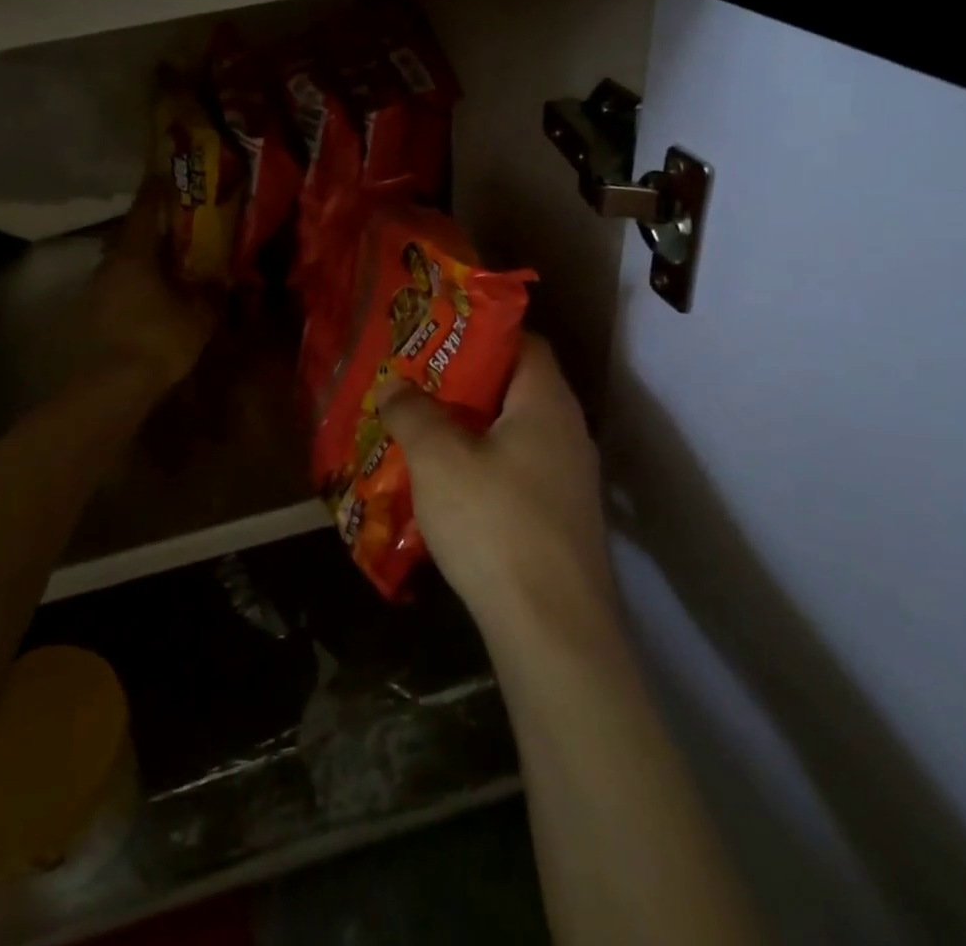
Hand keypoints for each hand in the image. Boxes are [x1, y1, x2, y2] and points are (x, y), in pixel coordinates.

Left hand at [81, 182, 220, 395]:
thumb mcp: (199, 315)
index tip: (165, 176)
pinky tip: (151, 301)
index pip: (144, 210)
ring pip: (122, 265)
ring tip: (167, 268)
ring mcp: (96, 291)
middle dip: (152, 231)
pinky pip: (117, 290)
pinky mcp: (92, 316)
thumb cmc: (158, 339)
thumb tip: (221, 278)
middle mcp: (109, 264)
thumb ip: (211, 292)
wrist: (113, 386)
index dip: (156, 192)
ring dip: (142, 262)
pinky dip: (134, 287)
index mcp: (135, 254)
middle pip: (130, 237)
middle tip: (176, 229)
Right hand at [380, 335, 613, 631]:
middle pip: (516, 388)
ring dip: (471, 430)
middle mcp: (568, 433)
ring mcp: (570, 480)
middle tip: (416, 385)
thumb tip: (394, 385)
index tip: (435, 337)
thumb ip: (412, 412)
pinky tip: (448, 489)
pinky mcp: (562, 521)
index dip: (481, 332)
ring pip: (514, 434)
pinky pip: (518, 473)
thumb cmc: (494, 522)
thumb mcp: (438, 458)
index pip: (524, 342)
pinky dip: (484, 468)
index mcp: (547, 402)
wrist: (553, 632)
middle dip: (464, 384)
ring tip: (422, 432)